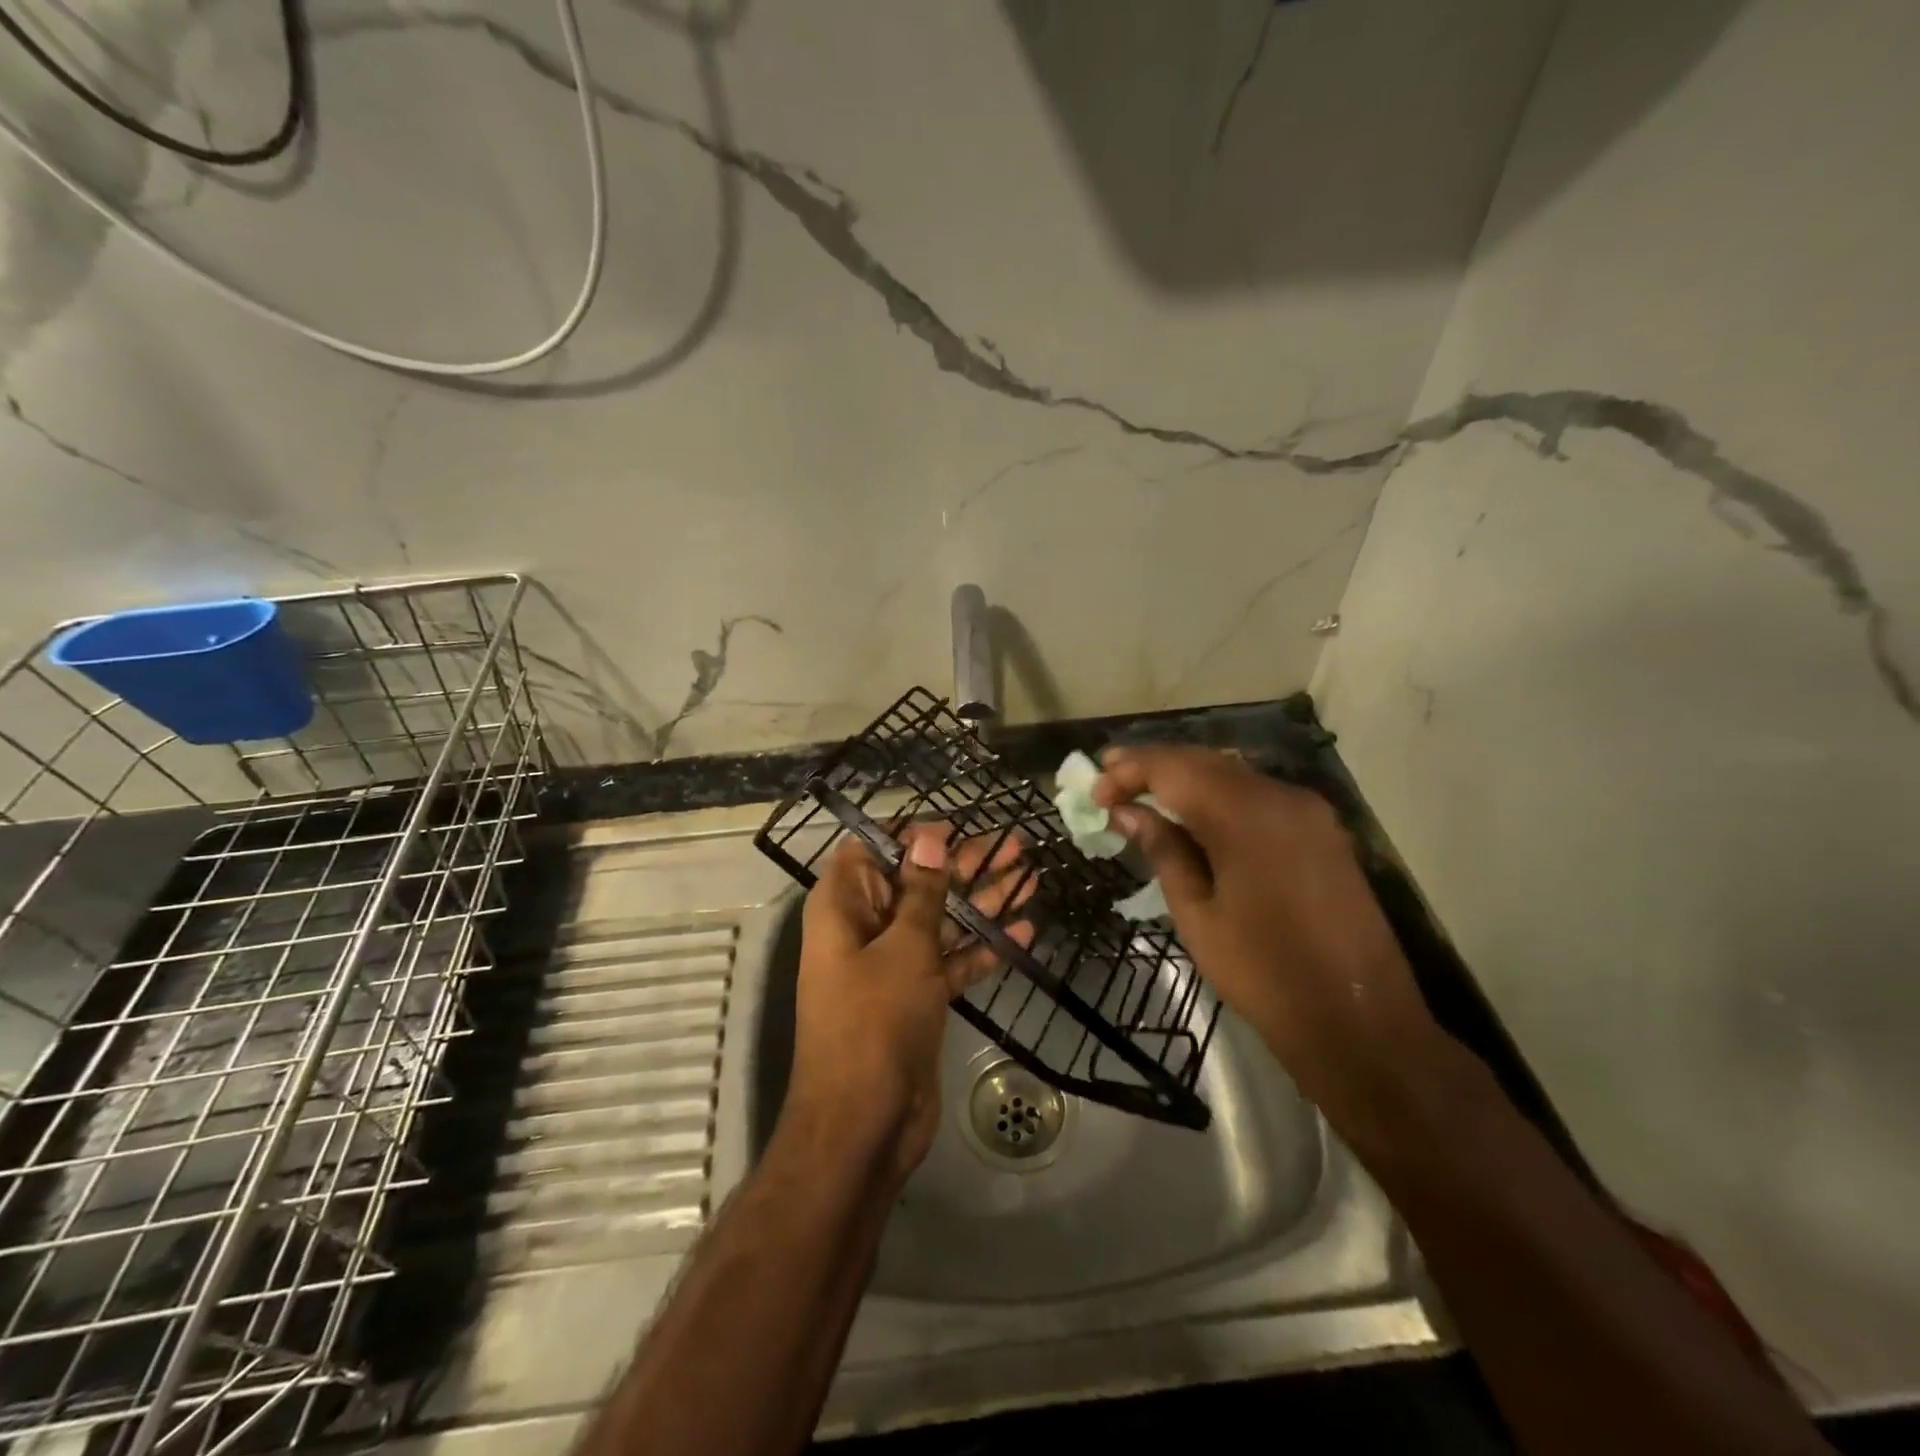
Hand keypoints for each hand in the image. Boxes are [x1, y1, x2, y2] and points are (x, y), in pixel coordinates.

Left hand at [786, 825, 1031, 1182]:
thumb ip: (921, 891)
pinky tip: (1025, 932)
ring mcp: (893, 965)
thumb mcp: (903, 947)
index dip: (913, 835)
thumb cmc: (875, 1020)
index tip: (958, 825)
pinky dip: (982, 948)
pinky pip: (951, 961)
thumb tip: (928, 837)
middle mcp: (865, 929)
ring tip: (1030, 876)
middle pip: (917, 882)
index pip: (872, 850)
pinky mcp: (918, 997)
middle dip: (964, 864)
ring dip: (982, 902)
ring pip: (940, 920)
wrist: (865, 1123)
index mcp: (843, 907)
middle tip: (1016, 845)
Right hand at [1093, 746, 1447, 1136]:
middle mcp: (1281, 796)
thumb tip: (1128, 812)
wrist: (1358, 1020)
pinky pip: (1258, 794)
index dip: (1127, 772)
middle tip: (1109, 780)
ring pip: (1232, 773)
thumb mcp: (1197, 914)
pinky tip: (1194, 814)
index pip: (1173, 768)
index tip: (1094, 795)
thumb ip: (1163, 850)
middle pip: (1203, 761)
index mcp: (1245, 815)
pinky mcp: (1322, 830)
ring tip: (1142, 793)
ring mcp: (1308, 811)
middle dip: (1152, 766)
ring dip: (1185, 777)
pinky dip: (1219, 795)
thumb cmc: (1264, 973)